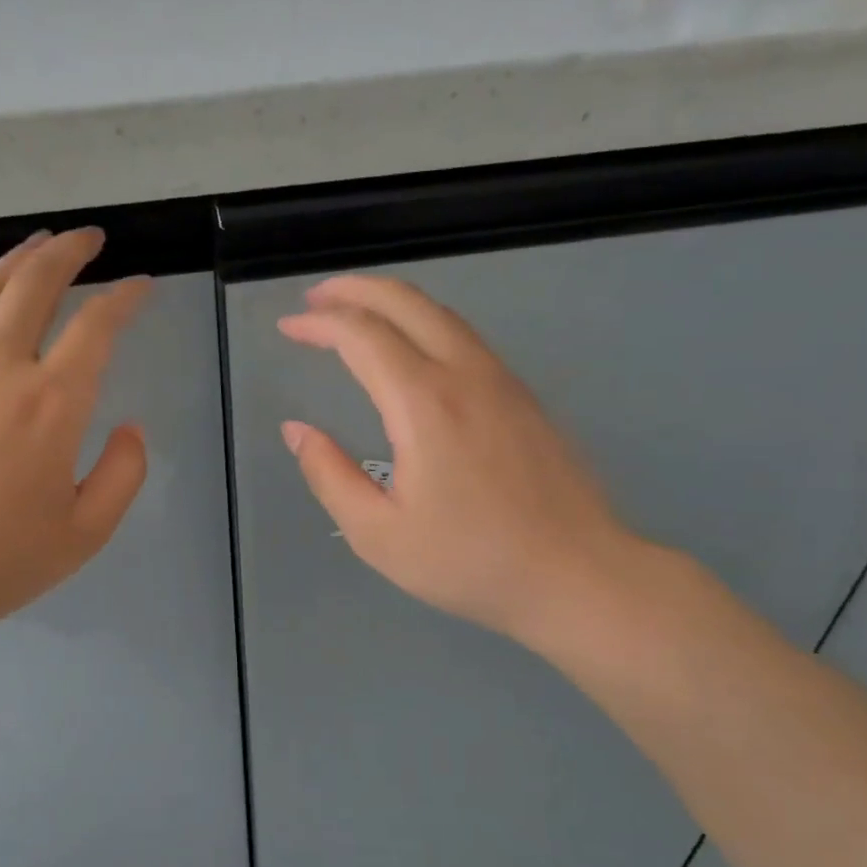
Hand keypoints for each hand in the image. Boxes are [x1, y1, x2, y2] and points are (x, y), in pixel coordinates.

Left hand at [0, 227, 150, 655]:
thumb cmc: (2, 561)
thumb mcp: (87, 531)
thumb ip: (124, 473)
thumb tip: (129, 426)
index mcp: (53, 403)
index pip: (97, 325)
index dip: (125, 297)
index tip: (142, 284)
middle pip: (35, 284)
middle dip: (68, 251)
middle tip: (88, 238)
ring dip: (14, 263)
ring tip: (34, 247)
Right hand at [278, 274, 647, 654]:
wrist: (579, 576)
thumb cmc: (470, 562)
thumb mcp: (378, 535)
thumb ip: (329, 476)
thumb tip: (297, 431)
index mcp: (424, 404)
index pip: (362, 335)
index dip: (319, 322)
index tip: (288, 326)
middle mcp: (465, 374)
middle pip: (406, 301)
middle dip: (354, 289)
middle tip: (314, 297)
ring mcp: (502, 381)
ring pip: (441, 314)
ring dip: (391, 302)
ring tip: (354, 313)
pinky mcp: (523, 397)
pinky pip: (464, 337)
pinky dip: (423, 323)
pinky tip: (409, 350)